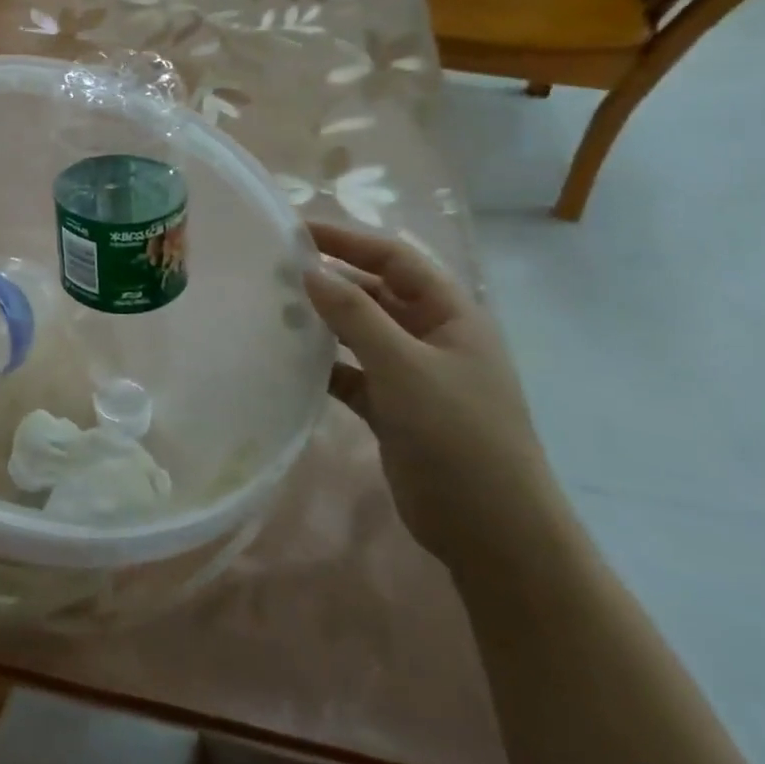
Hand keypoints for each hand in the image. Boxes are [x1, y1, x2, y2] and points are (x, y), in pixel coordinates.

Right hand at [303, 221, 566, 577]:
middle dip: (330, 279)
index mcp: (451, 316)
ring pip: (359, 332)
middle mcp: (432, 338)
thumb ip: (354, 314)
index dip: (348, 240)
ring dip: (322, 321)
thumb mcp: (404, 367)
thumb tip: (308, 270)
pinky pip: (350, 372)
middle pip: (376, 292)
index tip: (296, 232)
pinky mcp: (392, 408)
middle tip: (274, 271)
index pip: (396, 259)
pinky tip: (288, 361)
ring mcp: (412, 375)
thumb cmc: (458, 435)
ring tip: (272, 310)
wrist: (492, 532)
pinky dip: (322, 364)